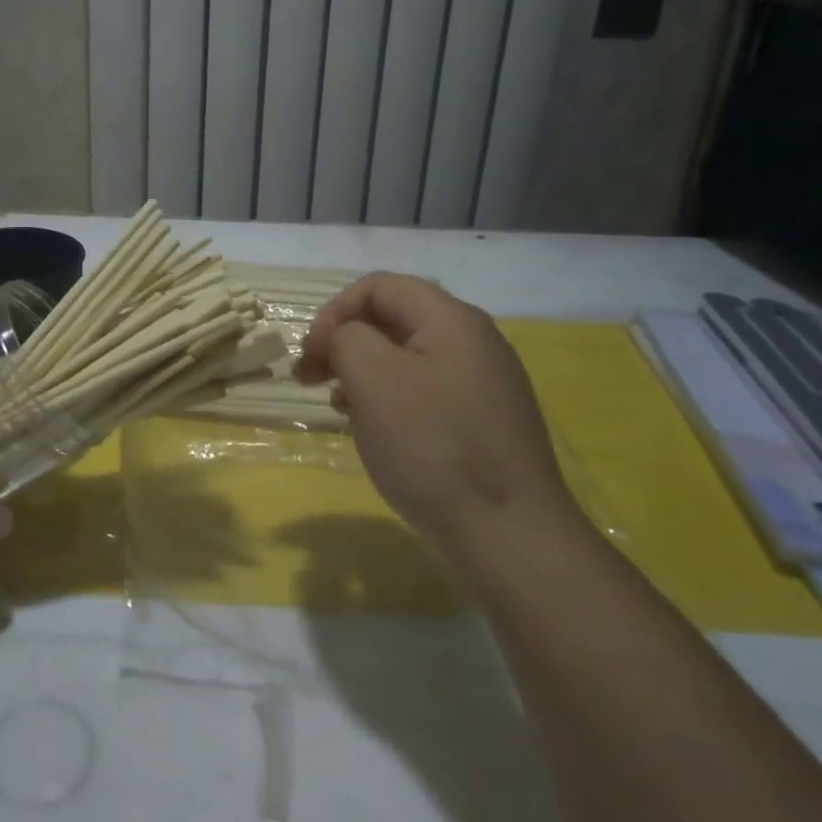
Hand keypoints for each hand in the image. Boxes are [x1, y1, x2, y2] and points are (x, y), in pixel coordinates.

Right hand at [295, 274, 579, 569]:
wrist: (510, 535)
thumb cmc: (433, 446)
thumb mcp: (373, 377)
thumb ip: (347, 337)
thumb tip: (344, 339)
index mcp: (452, 319)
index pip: (379, 286)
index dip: (334, 310)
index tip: (311, 354)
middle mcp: (474, 341)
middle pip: (394, 318)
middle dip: (345, 341)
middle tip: (311, 378)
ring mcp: (485, 383)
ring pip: (407, 357)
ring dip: (363, 371)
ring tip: (338, 406)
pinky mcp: (485, 421)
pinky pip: (425, 391)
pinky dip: (390, 398)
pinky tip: (375, 429)